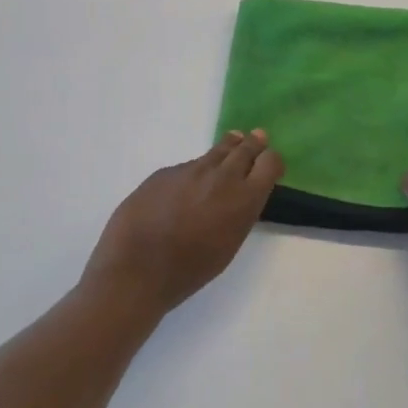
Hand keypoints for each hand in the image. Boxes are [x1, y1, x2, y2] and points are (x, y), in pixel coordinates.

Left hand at [82, 131, 283, 318]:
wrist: (136, 269)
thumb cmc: (189, 270)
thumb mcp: (228, 244)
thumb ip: (239, 213)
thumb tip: (239, 195)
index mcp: (244, 198)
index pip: (270, 162)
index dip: (271, 161)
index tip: (270, 164)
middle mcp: (222, 176)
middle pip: (245, 148)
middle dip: (253, 144)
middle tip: (258, 138)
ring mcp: (191, 170)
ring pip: (215, 152)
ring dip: (227, 149)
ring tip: (232, 142)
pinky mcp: (165, 172)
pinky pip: (187, 167)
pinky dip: (194, 172)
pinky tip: (187, 186)